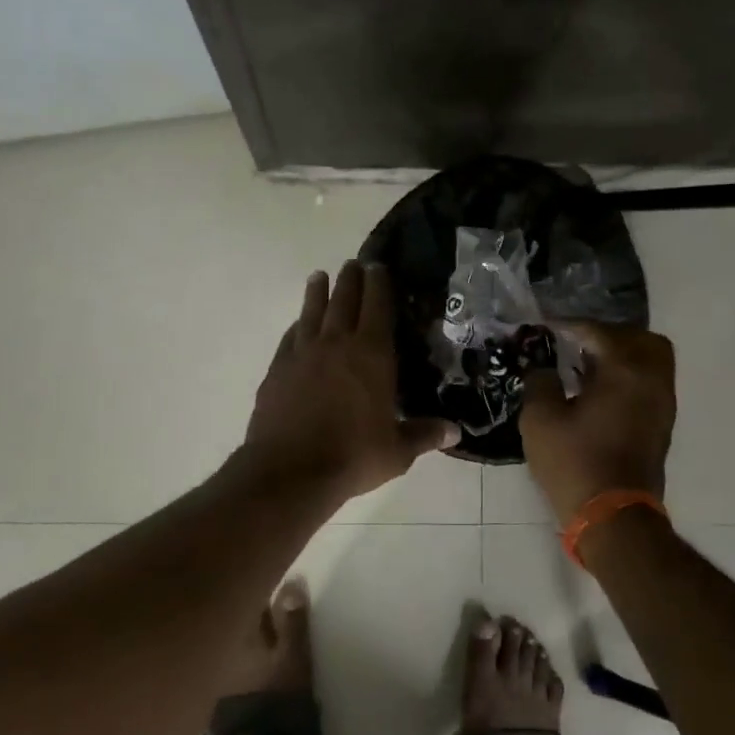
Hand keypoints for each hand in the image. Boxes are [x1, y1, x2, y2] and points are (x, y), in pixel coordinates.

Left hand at [244, 261, 460, 498]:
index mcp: (371, 354)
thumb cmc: (353, 456)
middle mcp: (337, 343)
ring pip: (312, 311)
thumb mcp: (397, 451)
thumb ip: (424, 434)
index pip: (378, 306)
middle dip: (351, 279)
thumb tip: (456, 431)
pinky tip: (298, 324)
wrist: (290, 470)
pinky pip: (290, 337)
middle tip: (354, 263)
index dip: (379, 283)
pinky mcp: (278, 369)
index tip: (379, 266)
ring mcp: (303, 353)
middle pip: (344, 300)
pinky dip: (297, 325)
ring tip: (320, 276)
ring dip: (318, 291)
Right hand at [520, 322, 675, 523]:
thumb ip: (540, 380)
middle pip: (638, 338)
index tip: (544, 327)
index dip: (568, 326)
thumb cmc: (574, 463)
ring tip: (586, 365)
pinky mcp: (661, 423)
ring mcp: (662, 403)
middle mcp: (651, 379)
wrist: (613, 518)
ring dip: (621, 354)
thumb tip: (543, 366)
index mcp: (624, 370)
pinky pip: (650, 382)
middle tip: (575, 343)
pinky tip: (597, 389)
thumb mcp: (540, 419)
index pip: (597, 331)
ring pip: (651, 360)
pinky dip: (628, 375)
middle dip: (606, 334)